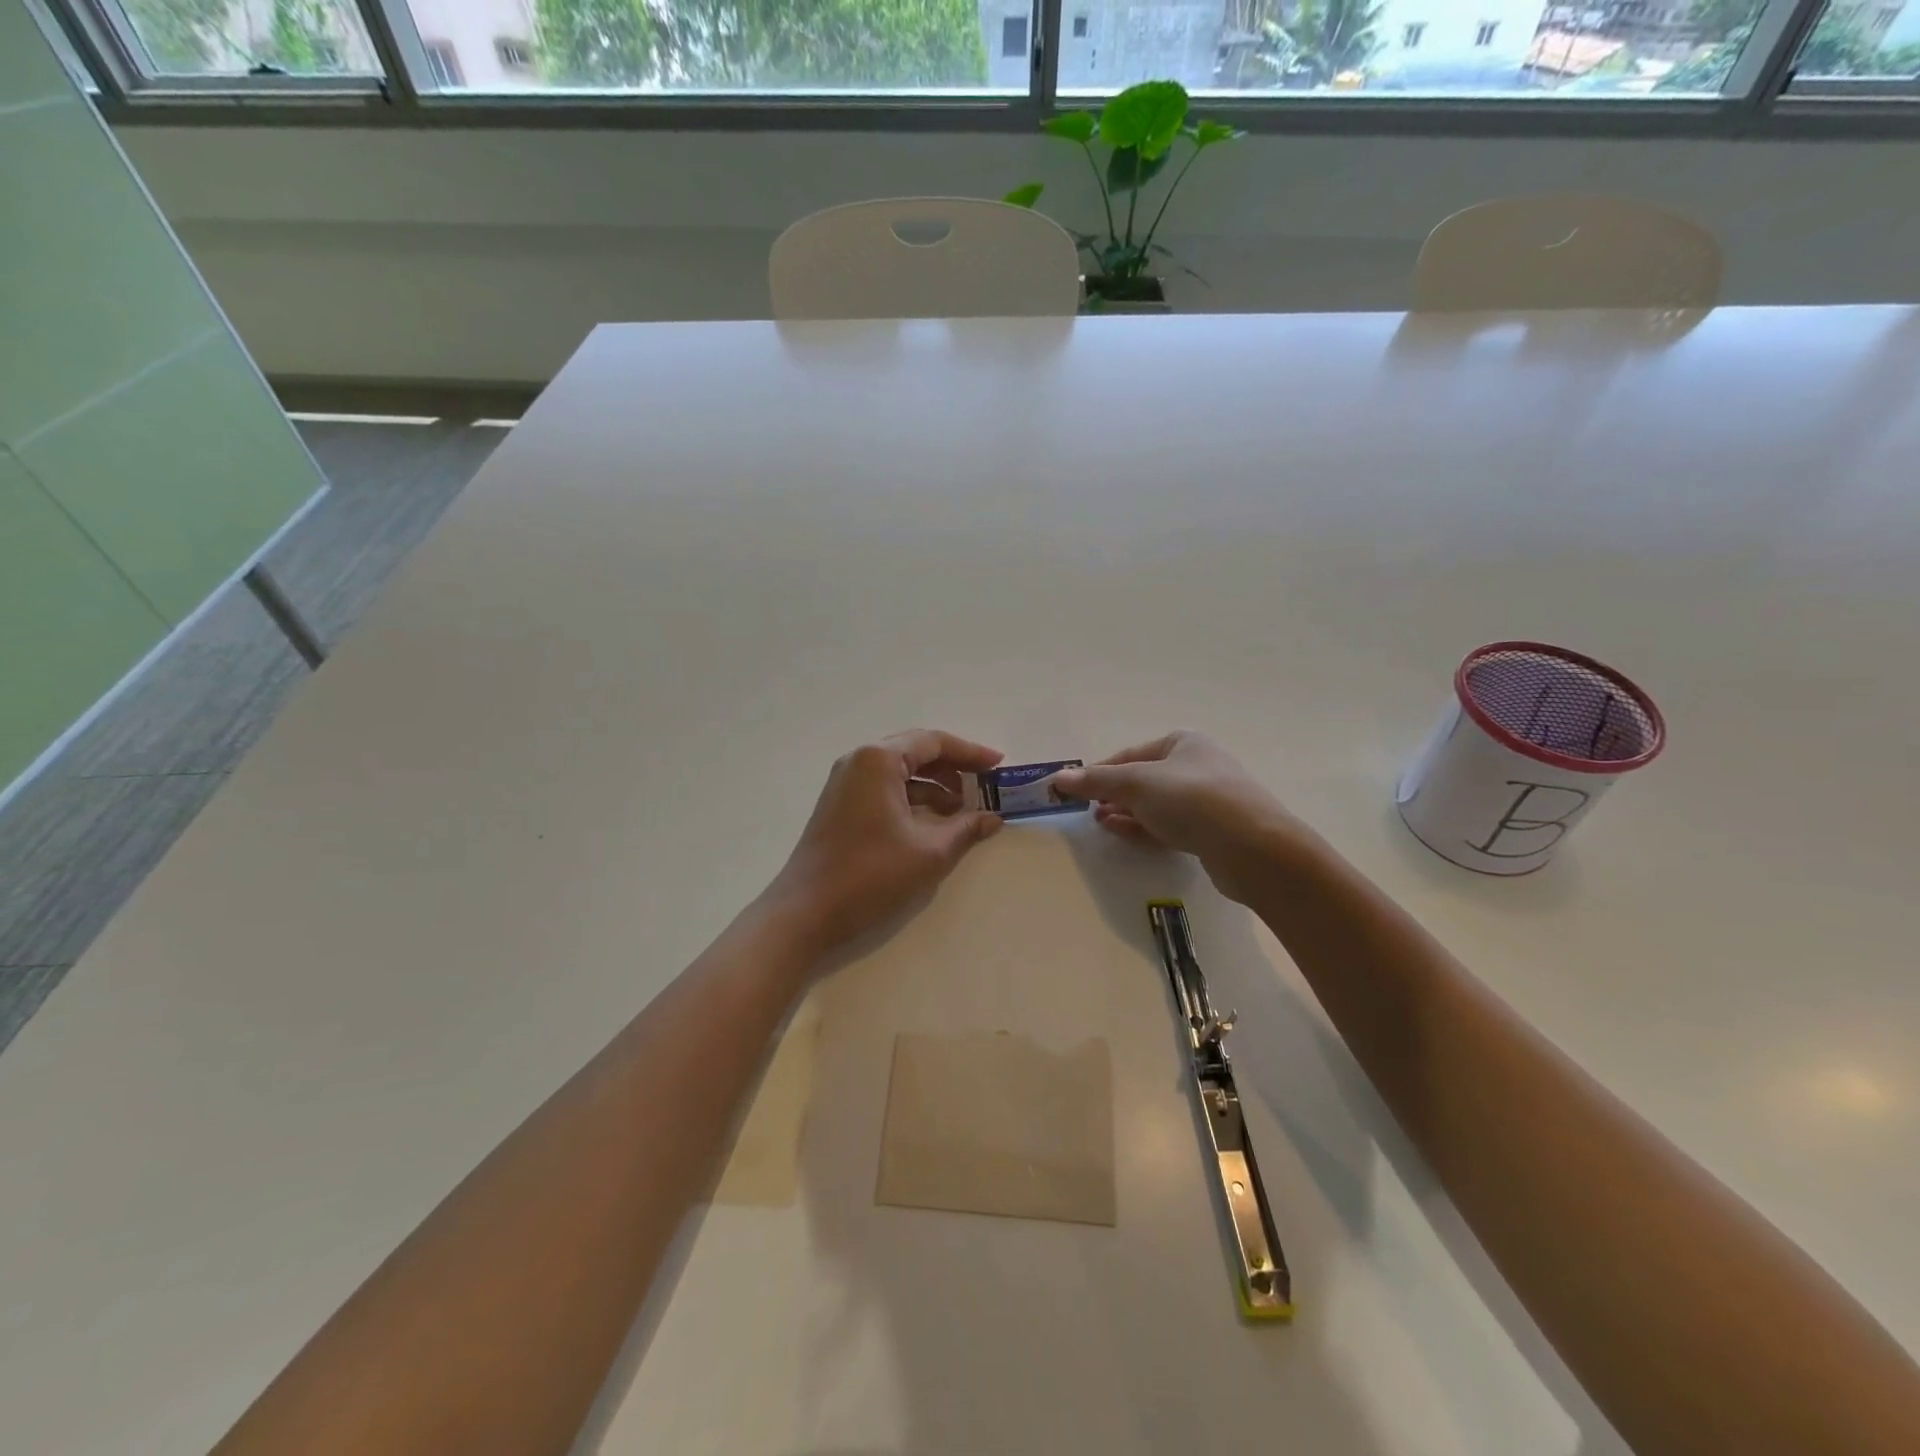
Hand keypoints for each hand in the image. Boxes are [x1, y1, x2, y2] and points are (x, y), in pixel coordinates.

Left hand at [767, 730, 1004, 959]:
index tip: (999, 766)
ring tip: (965, 808)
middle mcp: (859, 761)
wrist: (806, 912)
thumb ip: (965, 829)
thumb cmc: (871, 874)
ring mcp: (846, 783)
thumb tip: (993, 819)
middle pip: (916, 752)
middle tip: (986, 784)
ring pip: (900, 772)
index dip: (971, 752)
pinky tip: (935, 822)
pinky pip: (885, 789)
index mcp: (879, 760)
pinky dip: (913, 799)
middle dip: (954, 767)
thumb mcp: (929, 852)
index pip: (933, 742)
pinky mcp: (841, 805)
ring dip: (934, 786)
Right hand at [1051, 731, 1304, 901]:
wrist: (1252, 846)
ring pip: (1157, 804)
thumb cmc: (1191, 799)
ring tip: (1100, 822)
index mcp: (1183, 742)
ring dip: (1127, 812)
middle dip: (1113, 794)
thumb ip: (1096, 781)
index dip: (1100, 771)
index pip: (1130, 754)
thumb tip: (1057, 777)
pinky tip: (1123, 833)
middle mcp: (1197, 765)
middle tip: (1087, 810)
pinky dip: (1145, 828)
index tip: (1076, 790)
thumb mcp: (1135, 784)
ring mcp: (1208, 800)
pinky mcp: (1213, 832)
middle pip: (1144, 779)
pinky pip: (1171, 826)